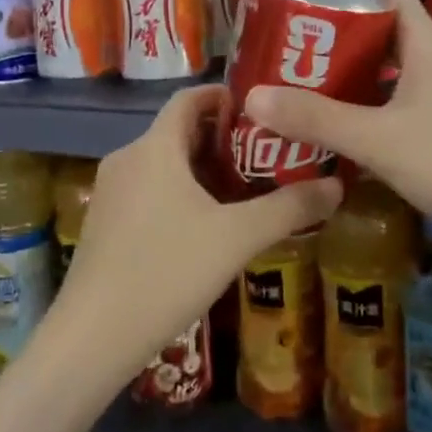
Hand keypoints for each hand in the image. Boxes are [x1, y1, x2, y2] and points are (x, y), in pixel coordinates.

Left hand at [49, 85, 340, 384]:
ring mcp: (110, 191)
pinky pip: (147, 189)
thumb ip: (289, 208)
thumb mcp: (237, 238)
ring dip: (200, 169)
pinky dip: (178, 192)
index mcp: (155, 147)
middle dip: (221, 139)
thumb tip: (336, 186)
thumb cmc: (167, 271)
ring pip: (163, 163)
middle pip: (178, 131)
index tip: (261, 110)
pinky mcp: (104, 221)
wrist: (94, 335)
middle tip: (265, 155)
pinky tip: (204, 225)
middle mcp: (127, 158)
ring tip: (243, 191)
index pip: (189, 98)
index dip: (224, 96)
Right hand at [246, 0, 431, 264]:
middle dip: (341, 48)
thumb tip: (251, 96)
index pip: (395, 1)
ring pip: (394, 89)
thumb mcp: (378, 139)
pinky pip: (403, 125)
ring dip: (354, 92)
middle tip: (292, 58)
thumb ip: (316, 119)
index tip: (309, 4)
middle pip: (388, 45)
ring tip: (305, 100)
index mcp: (431, 54)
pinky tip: (343, 148)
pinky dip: (372, 128)